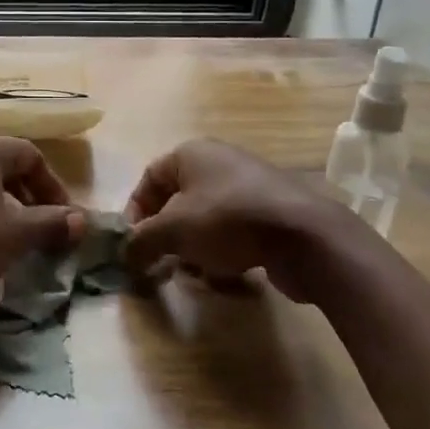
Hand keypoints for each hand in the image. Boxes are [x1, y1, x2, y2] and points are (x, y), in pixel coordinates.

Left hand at [0, 133, 82, 315]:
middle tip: (43, 223)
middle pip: (3, 163)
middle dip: (29, 193)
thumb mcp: (16, 236)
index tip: (65, 217)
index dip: (53, 185)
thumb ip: (52, 223)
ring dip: (4, 203)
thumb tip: (83, 220)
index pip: (29, 154)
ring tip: (15, 233)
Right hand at [123, 138, 346, 299]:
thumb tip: (123, 254)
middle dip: (166, 234)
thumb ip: (141, 241)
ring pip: (205, 218)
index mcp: (191, 153)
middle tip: (161, 262)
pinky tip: (225, 275)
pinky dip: (223, 251)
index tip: (134, 245)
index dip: (135, 212)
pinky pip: (234, 231)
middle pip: (177, 200)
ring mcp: (249, 186)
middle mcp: (219, 162)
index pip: (149, 178)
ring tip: (194, 274)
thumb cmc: (228, 220)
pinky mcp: (272, 212)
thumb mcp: (173, 230)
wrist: (305, 236)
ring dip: (193, 247)